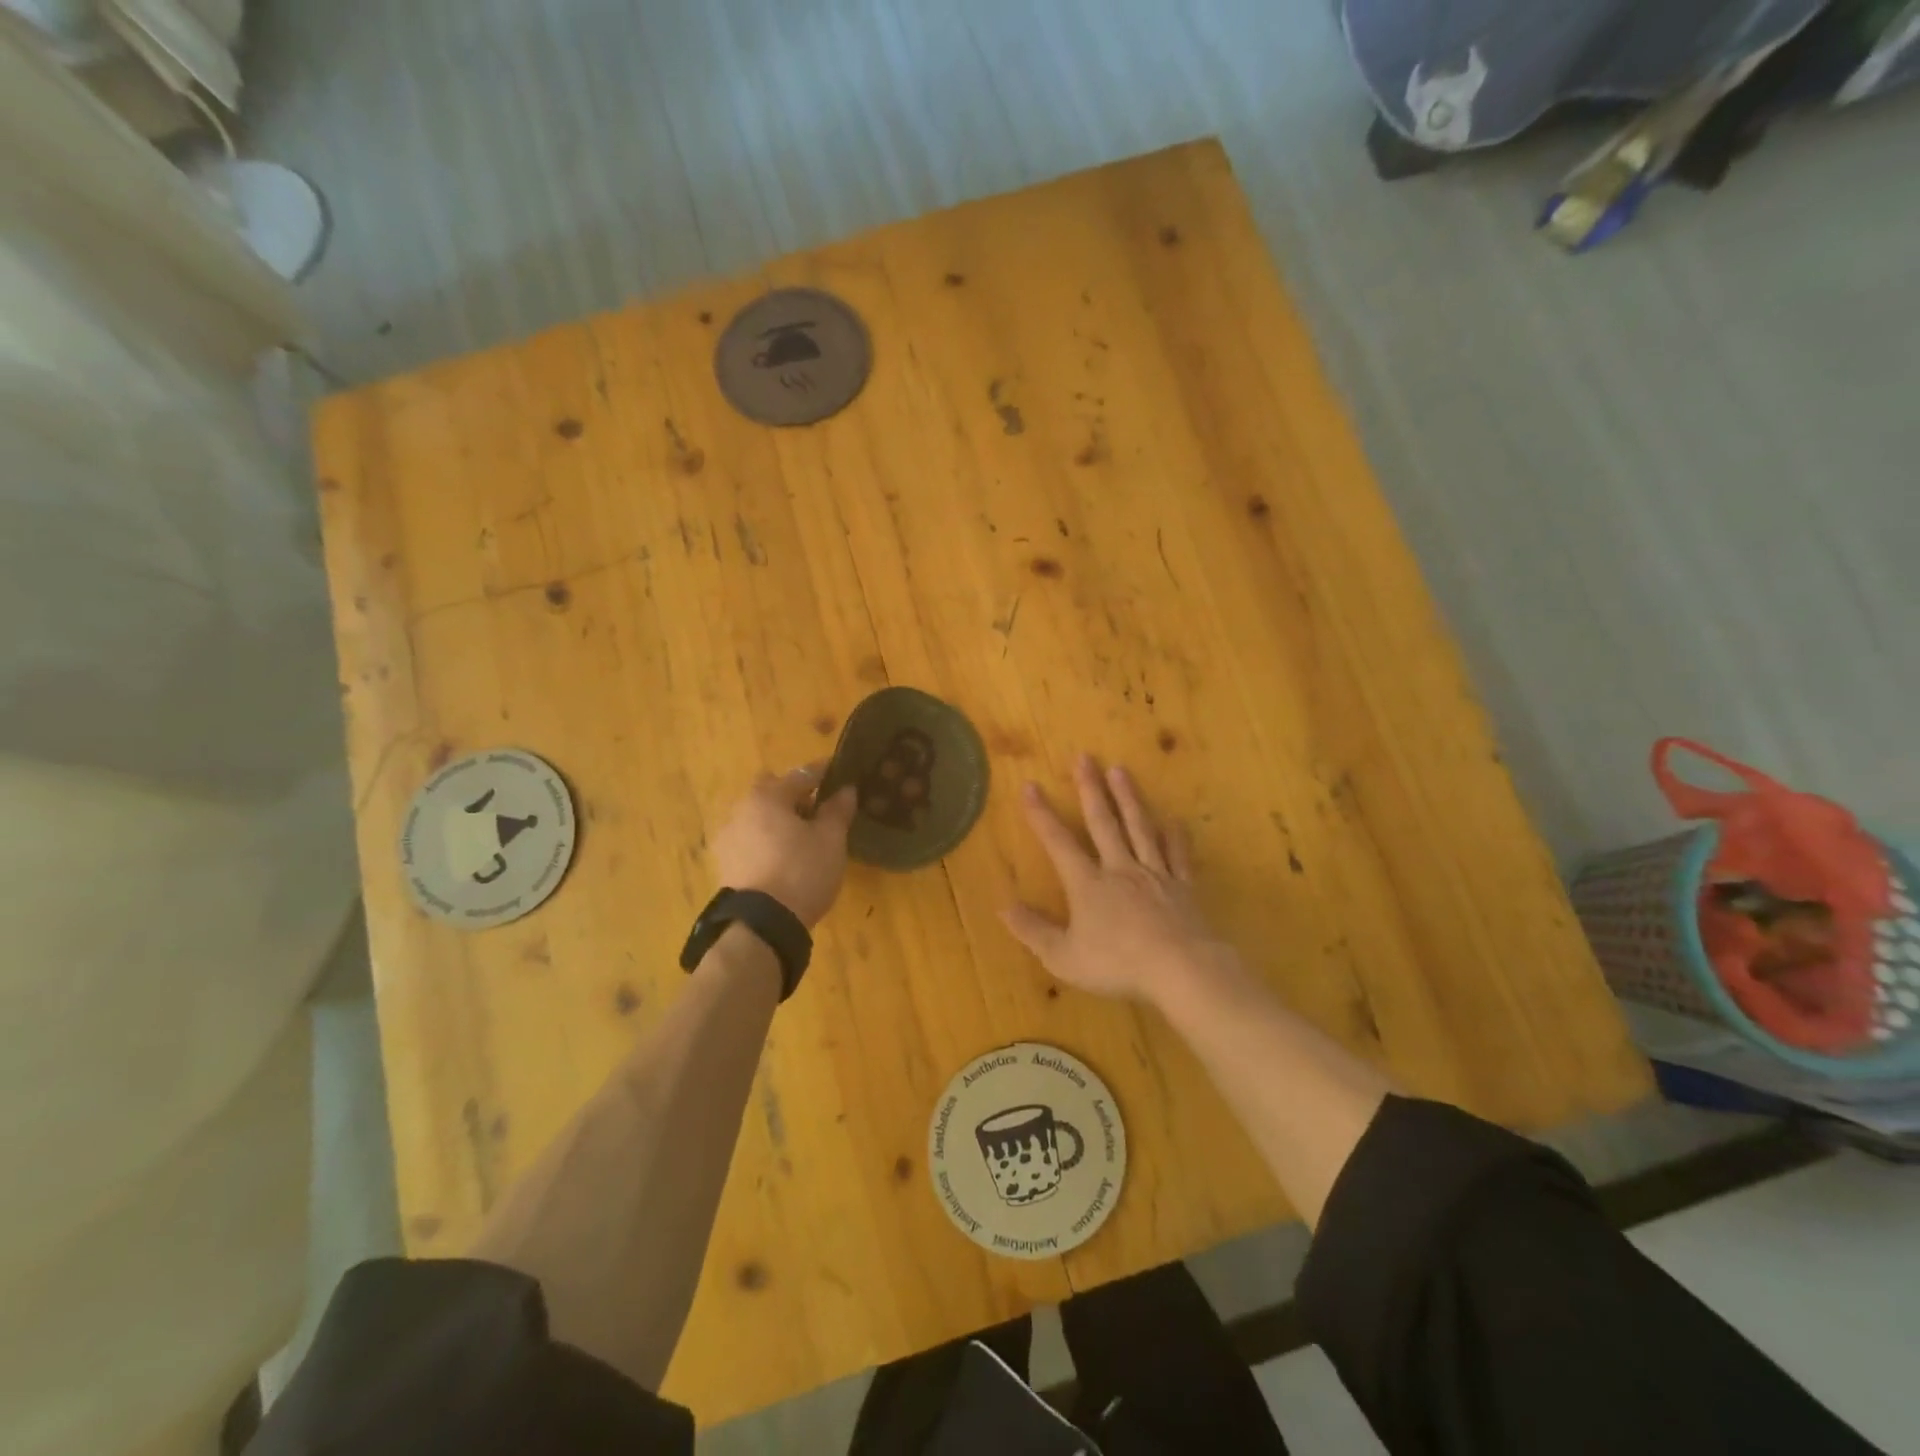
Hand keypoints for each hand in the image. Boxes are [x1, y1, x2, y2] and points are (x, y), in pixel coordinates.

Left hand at [712, 765, 857, 927]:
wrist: (761, 925)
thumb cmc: (801, 871)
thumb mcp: (831, 840)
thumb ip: (838, 810)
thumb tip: (846, 789)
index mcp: (768, 796)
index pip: (802, 774)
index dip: (825, 772)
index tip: (842, 773)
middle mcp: (741, 809)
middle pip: (771, 791)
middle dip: (793, 795)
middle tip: (818, 810)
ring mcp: (728, 837)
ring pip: (758, 816)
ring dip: (778, 819)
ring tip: (801, 837)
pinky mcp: (725, 864)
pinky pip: (750, 839)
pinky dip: (766, 840)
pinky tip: (783, 857)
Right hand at [1002, 754, 1223, 1002]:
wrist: (1180, 970)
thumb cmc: (1117, 965)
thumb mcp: (1064, 957)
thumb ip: (1033, 931)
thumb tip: (1003, 905)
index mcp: (1088, 884)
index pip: (1059, 842)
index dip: (1041, 814)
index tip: (1031, 785)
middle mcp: (1120, 869)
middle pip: (1103, 822)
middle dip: (1090, 788)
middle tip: (1085, 757)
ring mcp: (1154, 874)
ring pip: (1139, 828)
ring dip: (1128, 798)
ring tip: (1121, 769)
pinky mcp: (1182, 887)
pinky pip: (1178, 856)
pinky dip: (1175, 837)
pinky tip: (1174, 820)